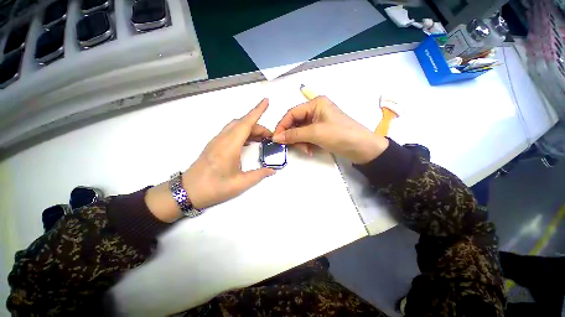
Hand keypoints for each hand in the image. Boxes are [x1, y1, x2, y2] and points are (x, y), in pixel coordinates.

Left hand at [146, 99, 274, 221]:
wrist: (187, 191)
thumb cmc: (214, 188)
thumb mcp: (240, 184)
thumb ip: (258, 175)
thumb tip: (272, 170)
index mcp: (229, 147)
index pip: (246, 124)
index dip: (257, 111)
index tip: (266, 101)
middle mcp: (222, 139)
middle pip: (242, 124)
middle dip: (258, 126)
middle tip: (269, 137)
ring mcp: (217, 141)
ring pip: (236, 126)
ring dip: (250, 128)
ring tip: (261, 139)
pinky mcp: (214, 144)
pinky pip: (231, 131)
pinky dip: (242, 132)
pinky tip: (248, 142)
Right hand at [273, 96, 388, 164]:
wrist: (363, 149)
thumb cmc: (340, 135)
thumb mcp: (315, 133)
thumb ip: (294, 134)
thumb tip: (275, 138)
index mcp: (315, 104)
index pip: (291, 113)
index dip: (282, 125)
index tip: (275, 138)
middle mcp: (315, 110)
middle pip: (295, 123)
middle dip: (292, 136)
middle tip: (290, 146)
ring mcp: (318, 122)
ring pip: (300, 131)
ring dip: (299, 142)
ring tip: (306, 150)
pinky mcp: (320, 132)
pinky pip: (306, 136)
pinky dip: (305, 144)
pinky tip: (310, 150)